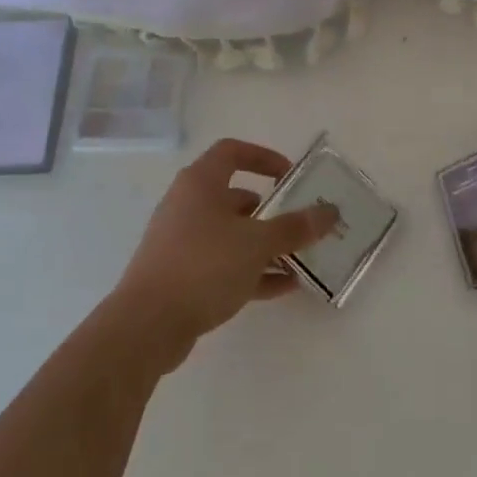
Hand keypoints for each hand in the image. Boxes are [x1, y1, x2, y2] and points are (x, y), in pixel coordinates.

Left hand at [112, 138, 336, 370]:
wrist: (147, 324)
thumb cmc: (204, 265)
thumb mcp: (258, 243)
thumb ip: (295, 227)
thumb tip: (330, 212)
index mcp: (201, 183)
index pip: (232, 152)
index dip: (263, 157)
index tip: (290, 176)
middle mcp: (187, 205)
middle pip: (234, 196)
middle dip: (270, 210)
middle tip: (299, 223)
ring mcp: (181, 241)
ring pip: (230, 234)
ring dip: (264, 244)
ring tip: (298, 259)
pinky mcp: (180, 275)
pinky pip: (222, 264)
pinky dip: (251, 270)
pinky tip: (282, 287)